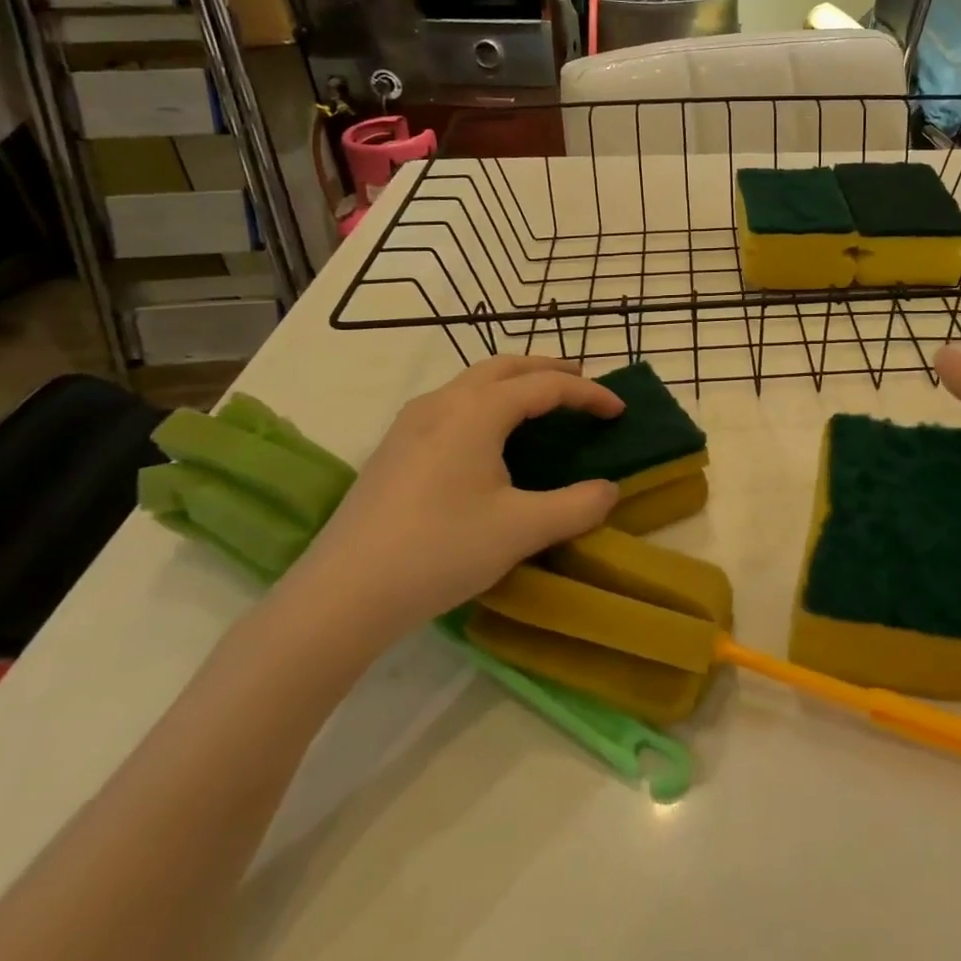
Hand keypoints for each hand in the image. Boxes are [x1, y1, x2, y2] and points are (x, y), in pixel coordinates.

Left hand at [276, 357, 622, 647]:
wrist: (341, 595)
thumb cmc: (440, 551)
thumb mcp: (522, 530)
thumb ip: (577, 506)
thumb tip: (610, 490)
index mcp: (477, 411)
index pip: (545, 386)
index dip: (588, 394)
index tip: (619, 410)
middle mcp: (443, 402)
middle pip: (506, 366)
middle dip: (549, 370)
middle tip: (583, 384)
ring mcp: (411, 422)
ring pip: (473, 381)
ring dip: (514, 381)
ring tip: (541, 403)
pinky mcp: (394, 446)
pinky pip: (452, 402)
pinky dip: (486, 400)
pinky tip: (488, 436)